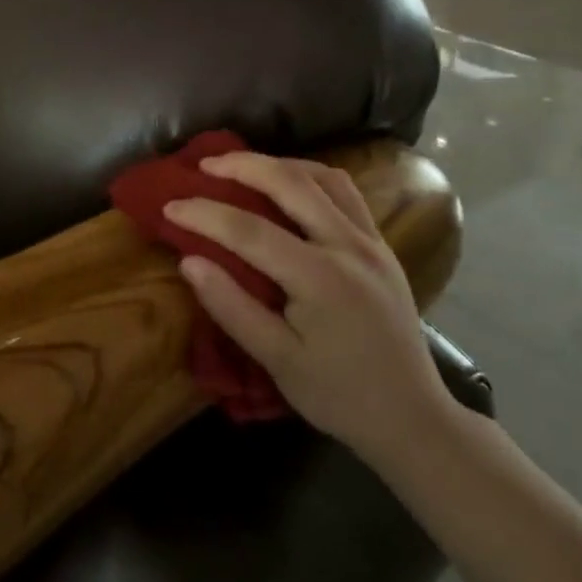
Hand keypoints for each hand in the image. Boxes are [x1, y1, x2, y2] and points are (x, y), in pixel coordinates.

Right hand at [164, 152, 452, 463]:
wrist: (412, 418)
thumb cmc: (338, 395)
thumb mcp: (277, 361)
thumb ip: (232, 308)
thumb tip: (189, 262)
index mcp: (321, 278)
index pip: (250, 230)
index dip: (205, 214)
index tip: (169, 206)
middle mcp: (349, 246)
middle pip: (290, 182)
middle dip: (242, 166)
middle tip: (204, 165)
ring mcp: (371, 240)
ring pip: (323, 176)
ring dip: (279, 164)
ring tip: (244, 168)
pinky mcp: (382, 244)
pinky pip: (345, 191)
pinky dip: (311, 176)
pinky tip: (290, 185)